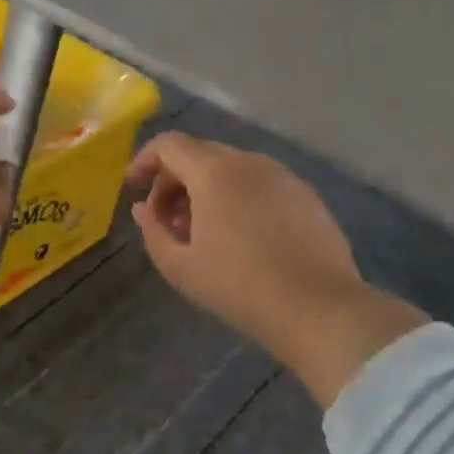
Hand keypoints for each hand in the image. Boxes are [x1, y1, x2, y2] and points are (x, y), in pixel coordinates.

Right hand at [126, 132, 427, 406]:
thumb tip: (142, 209)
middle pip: (200, 154)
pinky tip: (240, 236)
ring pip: (231, 168)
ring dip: (206, 190)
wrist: (319, 309)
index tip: (134, 188)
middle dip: (174, 180)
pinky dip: (237, 197)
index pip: (169, 144)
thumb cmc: (239, 286)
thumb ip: (152, 230)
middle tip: (166, 218)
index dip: (144, 160)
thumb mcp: (180, 266)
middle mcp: (249, 162)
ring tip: (201, 231)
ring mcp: (283, 177)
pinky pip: (260, 184)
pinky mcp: (306, 196)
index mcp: (214, 172)